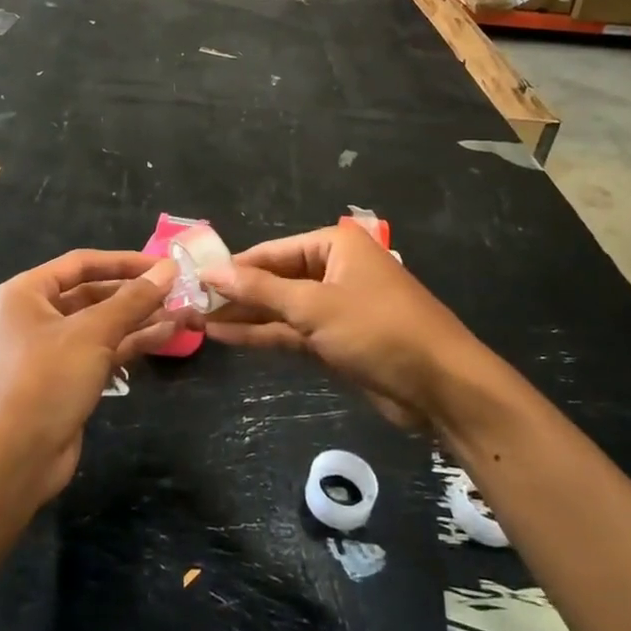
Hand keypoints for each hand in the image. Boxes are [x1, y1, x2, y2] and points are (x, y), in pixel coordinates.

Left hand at [0, 249, 177, 503]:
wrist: (12, 460)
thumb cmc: (45, 381)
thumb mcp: (92, 333)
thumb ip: (133, 300)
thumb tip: (169, 269)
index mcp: (29, 292)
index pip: (83, 263)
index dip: (125, 261)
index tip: (165, 264)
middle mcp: (38, 315)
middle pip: (95, 293)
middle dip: (137, 293)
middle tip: (181, 290)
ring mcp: (53, 349)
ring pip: (104, 324)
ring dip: (142, 318)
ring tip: (186, 312)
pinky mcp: (69, 379)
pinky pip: (104, 350)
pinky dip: (133, 342)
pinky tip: (168, 335)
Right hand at [202, 225, 484, 430]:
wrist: (440, 385)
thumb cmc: (378, 330)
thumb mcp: (314, 307)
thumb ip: (260, 291)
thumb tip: (211, 272)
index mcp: (334, 245)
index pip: (271, 252)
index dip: (232, 267)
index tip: (192, 280)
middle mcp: (333, 269)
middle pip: (274, 279)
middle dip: (235, 294)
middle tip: (190, 304)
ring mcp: (334, 307)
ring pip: (280, 308)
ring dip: (244, 317)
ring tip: (197, 322)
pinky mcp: (336, 340)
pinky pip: (292, 332)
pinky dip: (263, 336)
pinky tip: (226, 338)